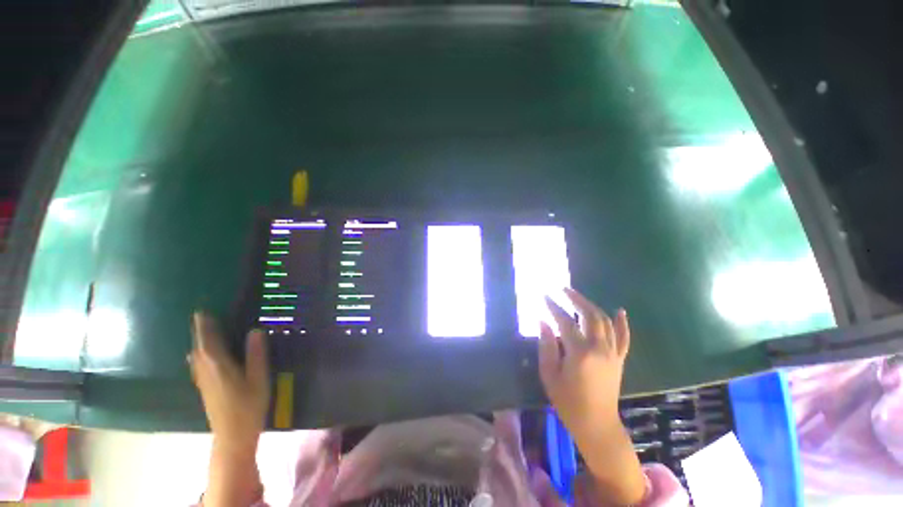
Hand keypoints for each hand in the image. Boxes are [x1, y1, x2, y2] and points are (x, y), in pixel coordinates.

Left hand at [189, 313, 269, 452]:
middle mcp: (206, 371)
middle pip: (199, 347)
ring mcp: (203, 381)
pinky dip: (197, 355)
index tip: (201, 312)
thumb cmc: (248, 406)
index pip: (209, 341)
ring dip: (197, 342)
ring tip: (199, 332)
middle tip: (200, 317)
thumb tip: (255, 330)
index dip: (205, 326)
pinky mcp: (205, 389)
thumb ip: (256, 354)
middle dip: (199, 332)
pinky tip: (197, 357)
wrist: (232, 436)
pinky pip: (197, 365)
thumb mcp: (258, 378)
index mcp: (220, 366)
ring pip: (196, 357)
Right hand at [538, 288, 629, 439]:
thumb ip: (546, 346)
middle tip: (563, 289)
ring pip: (605, 321)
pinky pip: (624, 338)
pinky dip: (622, 323)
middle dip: (576, 299)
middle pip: (589, 315)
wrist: (597, 424)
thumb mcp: (549, 375)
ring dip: (591, 305)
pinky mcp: (619, 359)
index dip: (553, 307)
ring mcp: (612, 353)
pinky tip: (620, 310)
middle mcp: (599, 348)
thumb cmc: (568, 402)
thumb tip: (543, 322)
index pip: (564, 321)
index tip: (544, 296)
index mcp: (579, 352)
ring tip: (578, 296)